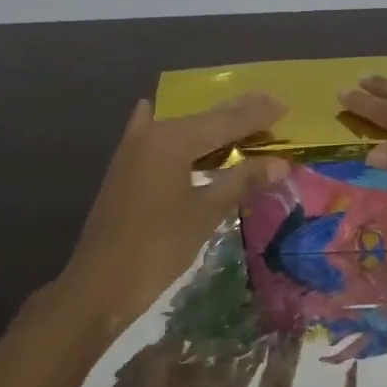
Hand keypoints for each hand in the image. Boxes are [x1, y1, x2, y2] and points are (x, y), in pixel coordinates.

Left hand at [54, 93, 290, 336]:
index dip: (257, 114)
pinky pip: (157, 140)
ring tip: (243, 117)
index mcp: (172, 140)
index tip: (285, 105)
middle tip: (272, 103)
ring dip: (212, 126)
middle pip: (204, 119)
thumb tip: (281, 163)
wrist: (101, 283)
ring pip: (182, 129)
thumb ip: (242, 181)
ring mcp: (134, 150)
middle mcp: (151, 134)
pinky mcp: (126, 169)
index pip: (225, 121)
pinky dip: (173, 134)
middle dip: (238, 112)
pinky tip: (156, 113)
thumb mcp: (206, 212)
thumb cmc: (158, 247)